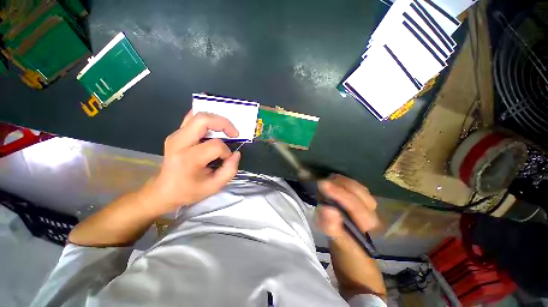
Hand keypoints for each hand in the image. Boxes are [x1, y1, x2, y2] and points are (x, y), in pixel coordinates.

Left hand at [141, 111, 240, 215]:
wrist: (164, 190)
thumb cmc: (189, 190)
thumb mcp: (214, 186)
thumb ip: (230, 170)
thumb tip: (236, 154)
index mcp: (188, 159)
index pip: (215, 145)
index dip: (226, 151)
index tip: (227, 159)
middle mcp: (179, 142)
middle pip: (203, 120)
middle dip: (224, 123)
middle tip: (234, 133)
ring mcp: (175, 136)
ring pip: (197, 115)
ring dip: (216, 119)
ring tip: (226, 130)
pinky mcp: (176, 134)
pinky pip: (192, 118)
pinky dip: (207, 120)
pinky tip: (214, 128)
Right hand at [318, 175, 386, 301]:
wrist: (359, 269)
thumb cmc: (351, 261)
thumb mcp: (341, 247)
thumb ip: (334, 229)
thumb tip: (326, 209)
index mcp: (369, 226)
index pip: (355, 205)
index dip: (339, 193)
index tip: (321, 184)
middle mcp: (371, 214)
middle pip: (360, 193)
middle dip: (341, 184)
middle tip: (322, 180)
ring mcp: (367, 210)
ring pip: (359, 190)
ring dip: (343, 182)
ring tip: (328, 179)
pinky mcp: (362, 209)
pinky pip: (355, 191)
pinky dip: (344, 184)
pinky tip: (335, 182)